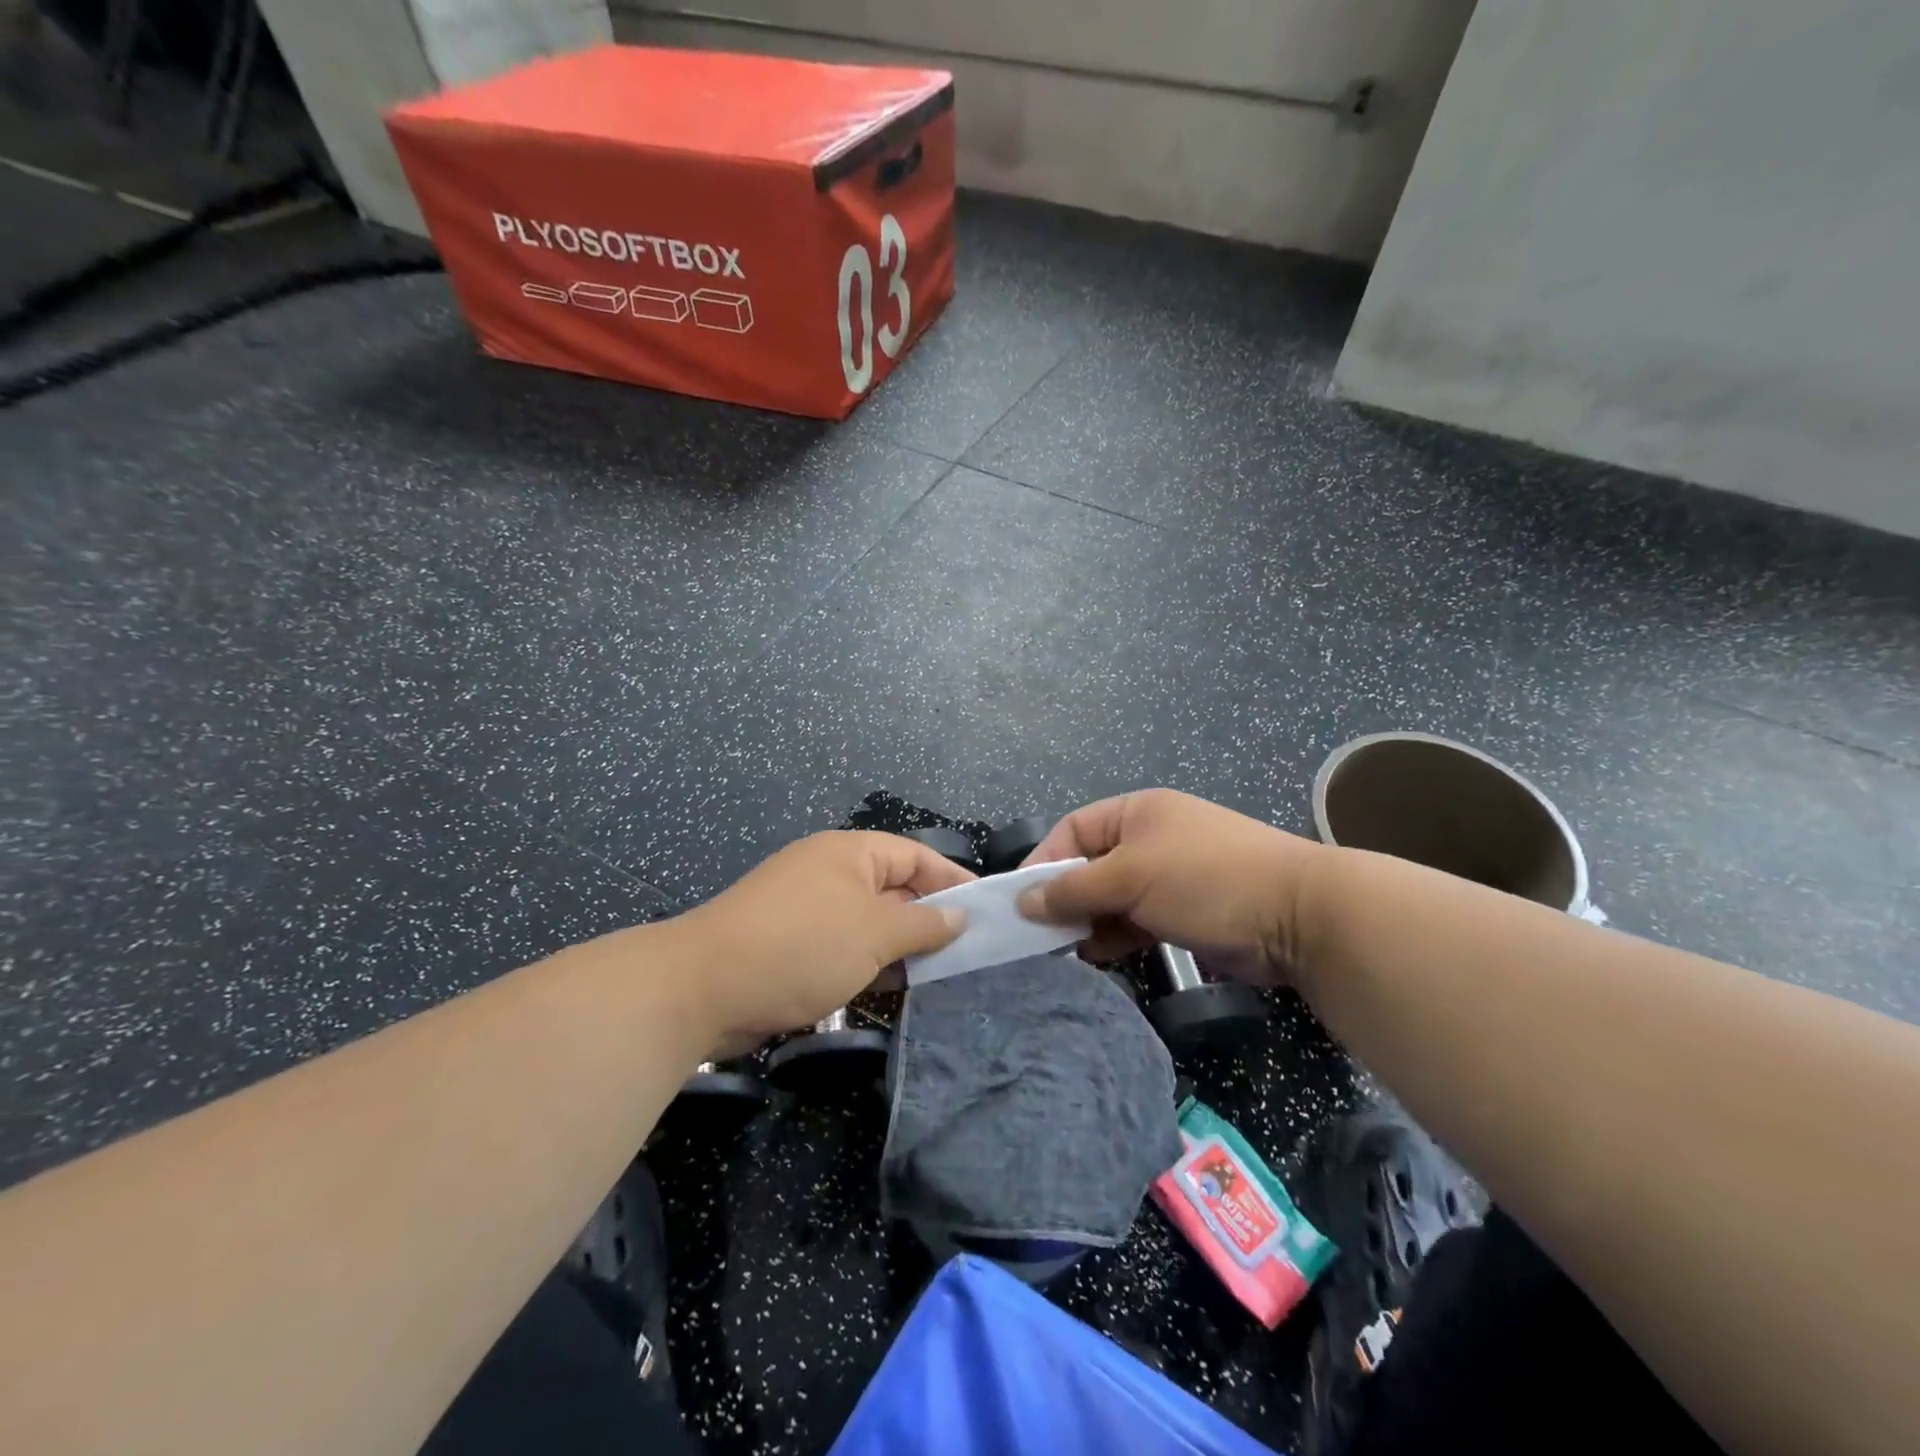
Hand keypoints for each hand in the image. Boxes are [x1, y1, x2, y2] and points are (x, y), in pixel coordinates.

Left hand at [670, 831, 972, 1054]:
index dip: (953, 880)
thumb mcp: (873, 934)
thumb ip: (923, 925)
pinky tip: (894, 989)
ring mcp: (807, 908)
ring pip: (869, 922)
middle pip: (894, 888)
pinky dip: (869, 963)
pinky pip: (844, 945)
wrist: (701, 989)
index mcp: (850, 853)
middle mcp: (830, 872)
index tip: (987, 910)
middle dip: (929, 918)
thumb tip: (960, 916)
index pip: (915, 856)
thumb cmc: (800, 947)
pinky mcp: (790, 943)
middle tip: (970, 951)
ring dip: (900, 946)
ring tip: (941, 975)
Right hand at [1017, 789, 1327, 983]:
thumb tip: (1023, 901)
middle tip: (1037, 934)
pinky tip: (1097, 957)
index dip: (1043, 862)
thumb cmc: (1205, 879)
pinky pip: (1135, 922)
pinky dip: (1115, 937)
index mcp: (1136, 812)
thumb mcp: (1131, 876)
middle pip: (1090, 866)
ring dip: (1088, 922)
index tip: (1018, 901)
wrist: (1298, 917)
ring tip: (1064, 950)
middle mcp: (1150, 839)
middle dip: (1064, 897)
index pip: (1072, 830)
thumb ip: (1074, 889)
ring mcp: (1169, 877)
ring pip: (1111, 898)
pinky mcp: (1185, 912)